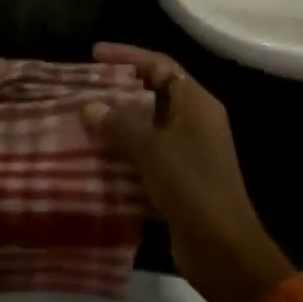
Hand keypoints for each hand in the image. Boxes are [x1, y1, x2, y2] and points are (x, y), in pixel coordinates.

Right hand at [83, 43, 296, 301]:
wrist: (222, 247)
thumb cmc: (191, 185)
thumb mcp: (151, 148)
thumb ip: (120, 123)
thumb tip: (90, 106)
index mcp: (197, 104)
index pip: (160, 65)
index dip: (128, 56)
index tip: (94, 54)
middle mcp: (195, 122)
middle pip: (153, 94)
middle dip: (117, 91)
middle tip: (81, 88)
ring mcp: (188, 151)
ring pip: (146, 127)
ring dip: (116, 124)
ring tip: (80, 120)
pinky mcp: (178, 178)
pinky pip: (145, 155)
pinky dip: (122, 153)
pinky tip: (94, 157)